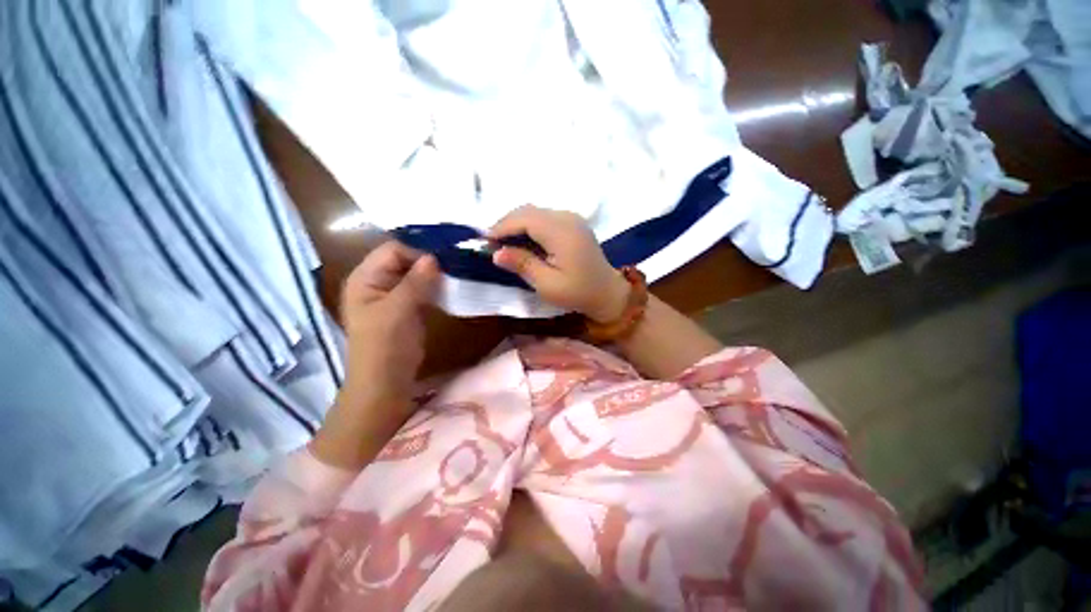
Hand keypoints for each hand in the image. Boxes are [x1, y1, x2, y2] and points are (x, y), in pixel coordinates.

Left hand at [313, 241, 438, 468]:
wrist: (386, 382)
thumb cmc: (385, 346)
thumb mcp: (399, 310)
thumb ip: (415, 282)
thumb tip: (434, 257)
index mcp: (365, 278)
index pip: (393, 249)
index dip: (418, 252)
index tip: (445, 261)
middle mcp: (377, 281)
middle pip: (405, 259)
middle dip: (429, 261)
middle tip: (455, 265)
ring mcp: (392, 295)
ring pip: (415, 274)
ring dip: (434, 274)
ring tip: (457, 275)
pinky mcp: (407, 307)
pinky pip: (422, 288)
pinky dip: (435, 286)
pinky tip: (450, 288)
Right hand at [489, 205, 628, 322]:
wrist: (607, 292)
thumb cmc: (578, 293)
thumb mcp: (548, 285)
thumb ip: (523, 265)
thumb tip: (496, 252)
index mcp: (562, 232)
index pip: (525, 219)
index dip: (502, 227)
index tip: (484, 241)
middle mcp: (567, 218)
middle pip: (529, 211)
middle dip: (506, 224)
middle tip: (491, 243)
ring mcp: (572, 218)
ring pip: (535, 212)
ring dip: (516, 224)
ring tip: (503, 243)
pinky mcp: (573, 222)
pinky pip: (545, 217)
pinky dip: (529, 225)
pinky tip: (522, 241)